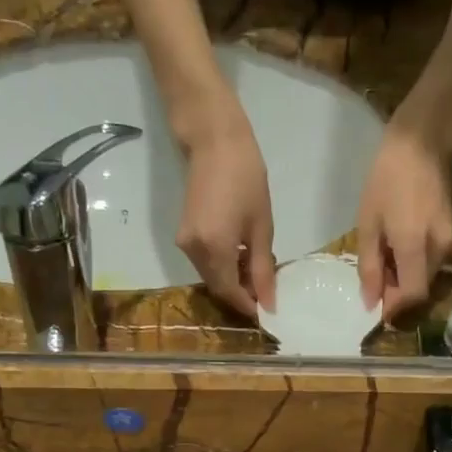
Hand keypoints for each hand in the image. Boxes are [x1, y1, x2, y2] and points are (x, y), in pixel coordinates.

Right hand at [176, 112, 276, 316]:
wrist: (214, 141)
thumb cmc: (246, 178)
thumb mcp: (261, 227)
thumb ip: (263, 269)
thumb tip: (269, 302)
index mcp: (214, 250)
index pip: (229, 292)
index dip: (248, 305)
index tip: (269, 310)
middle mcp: (193, 251)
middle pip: (218, 287)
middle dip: (242, 293)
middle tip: (267, 289)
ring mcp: (184, 242)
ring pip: (211, 275)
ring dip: (233, 279)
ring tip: (258, 269)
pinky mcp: (183, 233)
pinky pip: (205, 261)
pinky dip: (223, 265)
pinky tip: (242, 255)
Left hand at [356, 124, 451, 319]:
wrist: (423, 141)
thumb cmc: (388, 179)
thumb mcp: (369, 223)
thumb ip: (369, 266)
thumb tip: (370, 301)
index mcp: (416, 247)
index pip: (412, 296)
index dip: (394, 308)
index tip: (376, 308)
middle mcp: (439, 249)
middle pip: (420, 288)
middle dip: (396, 292)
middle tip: (373, 278)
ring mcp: (450, 241)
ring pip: (426, 275)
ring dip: (404, 277)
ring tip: (382, 258)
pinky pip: (432, 260)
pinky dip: (413, 263)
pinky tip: (396, 247)